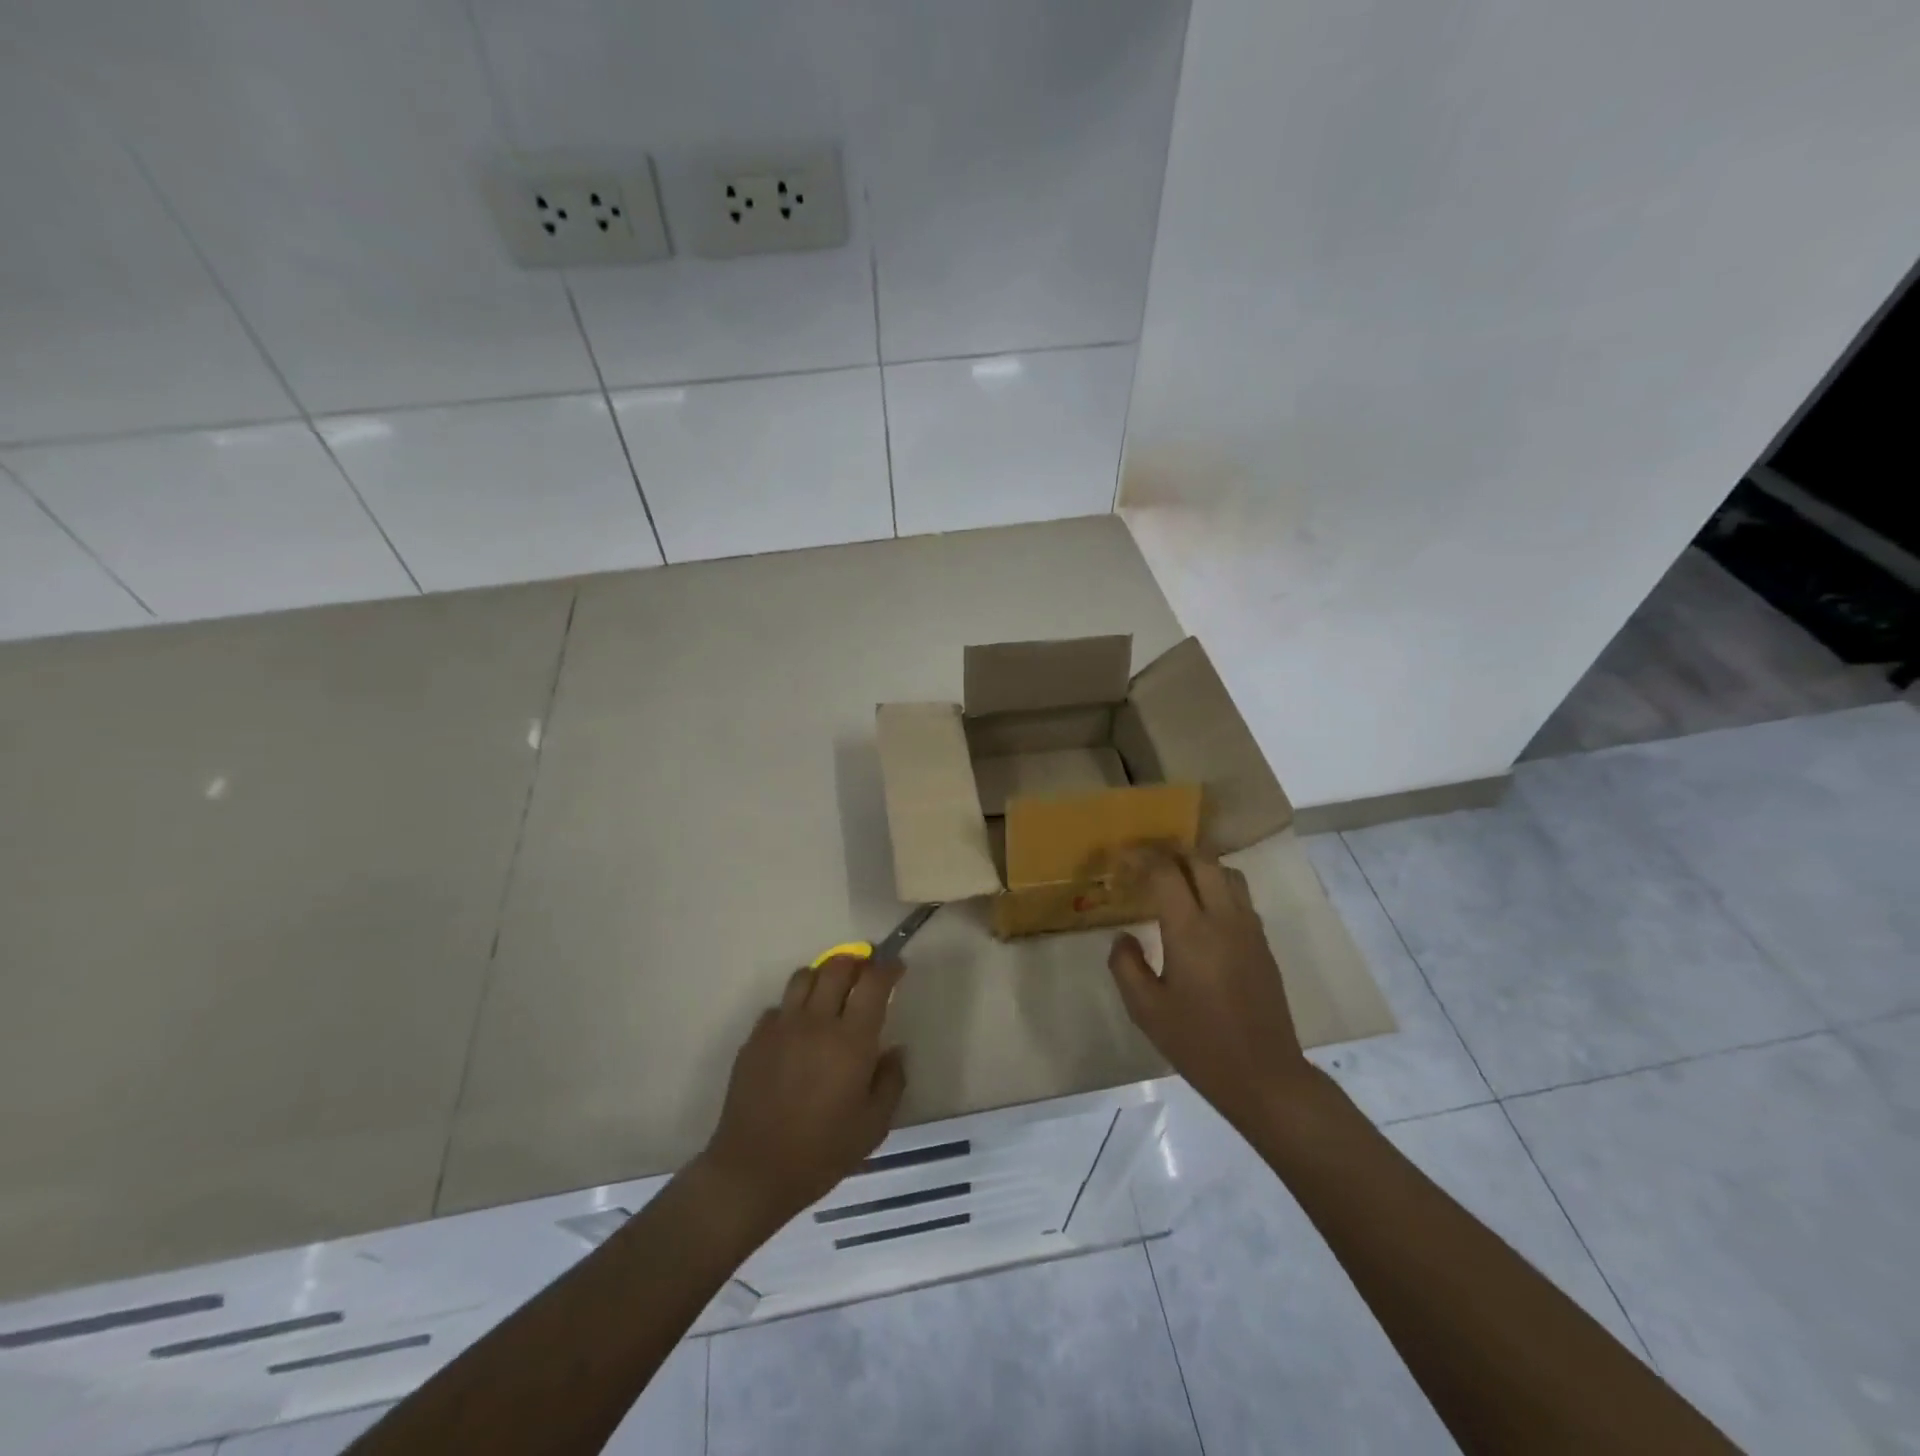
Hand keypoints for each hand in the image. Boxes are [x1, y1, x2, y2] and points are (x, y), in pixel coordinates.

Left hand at [699, 955, 907, 1227]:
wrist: (753, 1171)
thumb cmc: (821, 1152)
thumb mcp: (874, 1126)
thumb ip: (891, 1081)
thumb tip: (894, 1050)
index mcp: (851, 1040)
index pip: (874, 982)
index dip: (888, 967)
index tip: (896, 967)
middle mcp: (816, 1022)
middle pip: (837, 967)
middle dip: (857, 961)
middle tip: (866, 972)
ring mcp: (781, 1026)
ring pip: (804, 976)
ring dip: (823, 975)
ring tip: (831, 992)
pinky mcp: (755, 1038)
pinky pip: (779, 1006)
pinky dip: (794, 1007)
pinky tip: (798, 1030)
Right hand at [1108, 846, 1312, 1128]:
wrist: (1264, 1075)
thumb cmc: (1198, 1043)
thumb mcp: (1146, 1010)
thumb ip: (1126, 965)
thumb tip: (1123, 935)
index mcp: (1190, 932)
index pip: (1166, 873)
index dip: (1141, 858)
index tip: (1121, 859)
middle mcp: (1223, 919)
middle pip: (1202, 860)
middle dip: (1171, 852)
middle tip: (1146, 861)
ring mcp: (1249, 929)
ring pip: (1227, 873)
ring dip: (1198, 865)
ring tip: (1174, 878)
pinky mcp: (1262, 943)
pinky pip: (1240, 896)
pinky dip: (1217, 886)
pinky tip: (1200, 909)